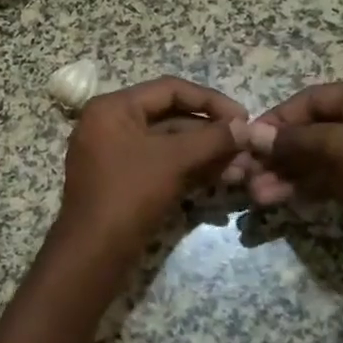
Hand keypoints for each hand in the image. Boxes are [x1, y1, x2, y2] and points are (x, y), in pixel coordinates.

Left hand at [60, 77, 247, 247]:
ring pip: (168, 144)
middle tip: (247, 147)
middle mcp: (110, 124)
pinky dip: (189, 169)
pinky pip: (160, 164)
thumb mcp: (174, 160)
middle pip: (170, 117)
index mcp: (112, 108)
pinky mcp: (122, 181)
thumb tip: (248, 127)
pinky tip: (222, 178)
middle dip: (211, 133)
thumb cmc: (129, 194)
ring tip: (242, 167)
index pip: (169, 89)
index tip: (244, 118)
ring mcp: (114, 154)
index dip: (211, 101)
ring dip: (205, 154)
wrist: (93, 253)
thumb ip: (212, 139)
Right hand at [237, 75, 342, 231]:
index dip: (275, 121)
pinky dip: (310, 187)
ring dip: (289, 175)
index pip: (310, 100)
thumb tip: (252, 134)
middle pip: (313, 130)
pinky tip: (282, 199)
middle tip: (246, 176)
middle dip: (279, 154)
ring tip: (258, 195)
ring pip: (322, 158)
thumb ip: (295, 140)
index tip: (245, 143)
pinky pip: (336, 178)